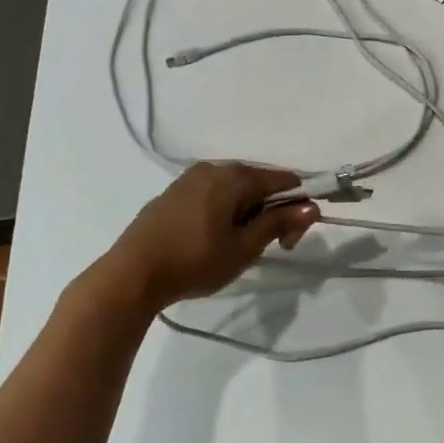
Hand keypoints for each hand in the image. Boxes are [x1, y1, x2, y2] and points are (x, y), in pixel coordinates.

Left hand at [106, 163, 318, 310]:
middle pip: (259, 183)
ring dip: (247, 214)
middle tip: (266, 249)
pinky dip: (223, 213)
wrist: (131, 275)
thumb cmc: (194, 260)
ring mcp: (190, 179)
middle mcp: (214, 168)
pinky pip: (212, 196)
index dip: (297, 207)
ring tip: (237, 248)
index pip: (284, 180)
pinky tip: (212, 240)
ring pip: (234, 191)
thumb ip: (279, 223)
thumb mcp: (244, 247)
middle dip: (271, 212)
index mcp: (235, 176)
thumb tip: (312, 207)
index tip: (289, 241)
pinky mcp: (173, 194)